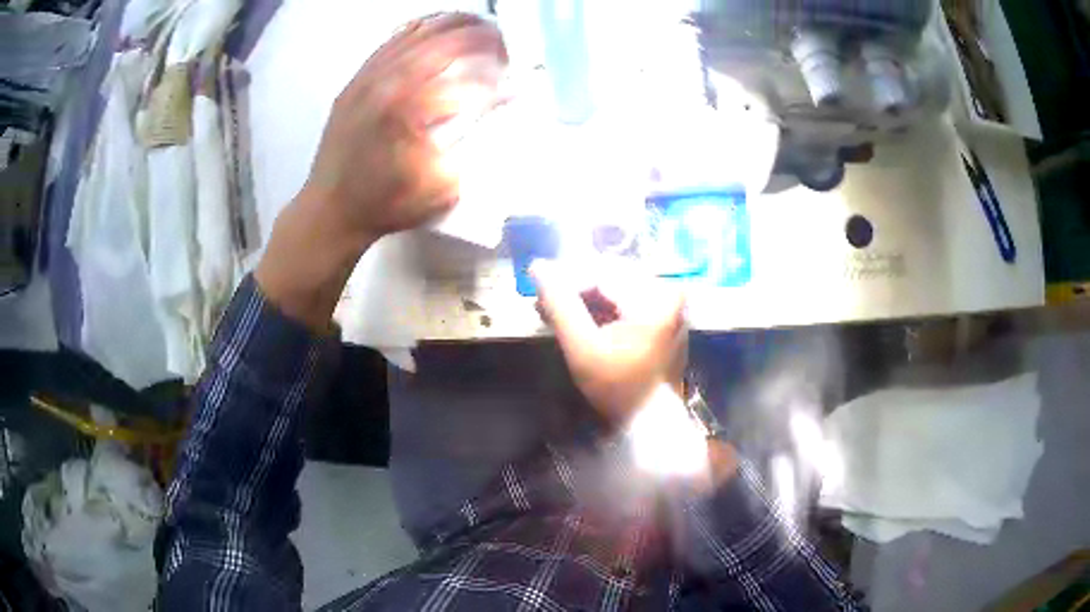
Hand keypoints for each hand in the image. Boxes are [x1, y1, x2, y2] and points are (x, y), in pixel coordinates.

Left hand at [303, 13, 507, 243]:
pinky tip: (432, 28)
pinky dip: (415, 30)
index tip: (514, 77)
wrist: (330, 211)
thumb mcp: (440, 185)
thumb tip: (505, 100)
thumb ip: (476, 141)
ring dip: (449, 26)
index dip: (494, 73)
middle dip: (477, 36)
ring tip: (476, 25)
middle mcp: (386, 83)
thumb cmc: (387, 204)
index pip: (463, 76)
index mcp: (408, 108)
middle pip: (439, 42)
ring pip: (413, 35)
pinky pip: (388, 43)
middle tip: (501, 42)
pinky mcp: (355, 82)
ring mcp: (366, 79)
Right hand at [533, 261, 687, 428]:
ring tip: (552, 312)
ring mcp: (669, 304)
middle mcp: (667, 292)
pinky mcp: (665, 316)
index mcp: (655, 296)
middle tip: (541, 303)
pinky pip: (627, 301)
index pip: (601, 271)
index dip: (565, 278)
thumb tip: (537, 266)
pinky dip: (601, 308)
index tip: (537, 289)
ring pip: (615, 288)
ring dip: (584, 299)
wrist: (651, 423)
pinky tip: (576, 319)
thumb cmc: (618, 388)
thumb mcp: (583, 348)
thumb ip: (559, 305)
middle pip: (609, 276)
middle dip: (573, 289)